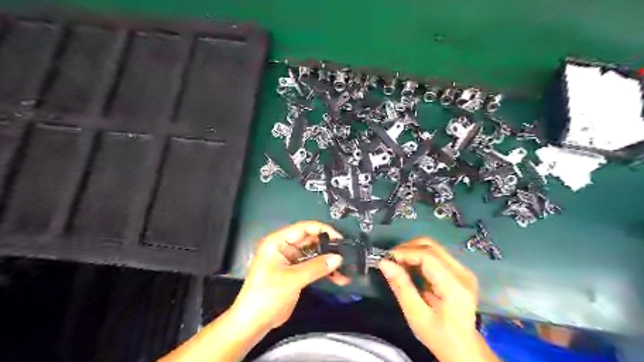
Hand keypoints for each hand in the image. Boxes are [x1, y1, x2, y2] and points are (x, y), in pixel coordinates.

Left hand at [230, 220, 347, 330]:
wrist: (253, 323)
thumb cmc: (267, 296)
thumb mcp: (292, 279)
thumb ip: (316, 267)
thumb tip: (338, 258)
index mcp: (277, 242)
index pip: (303, 228)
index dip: (322, 230)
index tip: (339, 238)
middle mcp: (284, 247)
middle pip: (310, 241)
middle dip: (328, 247)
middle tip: (346, 253)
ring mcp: (290, 260)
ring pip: (313, 255)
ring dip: (328, 261)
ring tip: (345, 268)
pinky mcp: (295, 273)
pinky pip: (312, 267)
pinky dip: (324, 271)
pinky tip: (338, 278)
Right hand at [379, 238, 500, 361]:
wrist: (464, 349)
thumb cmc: (439, 336)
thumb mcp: (416, 316)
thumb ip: (401, 287)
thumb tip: (384, 263)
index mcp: (455, 285)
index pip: (428, 256)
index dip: (405, 252)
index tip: (385, 259)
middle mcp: (462, 272)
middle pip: (431, 246)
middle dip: (407, 249)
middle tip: (390, 261)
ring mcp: (462, 270)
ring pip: (432, 247)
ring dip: (412, 251)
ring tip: (397, 264)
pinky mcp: (458, 271)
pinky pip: (435, 255)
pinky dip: (418, 257)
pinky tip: (409, 267)